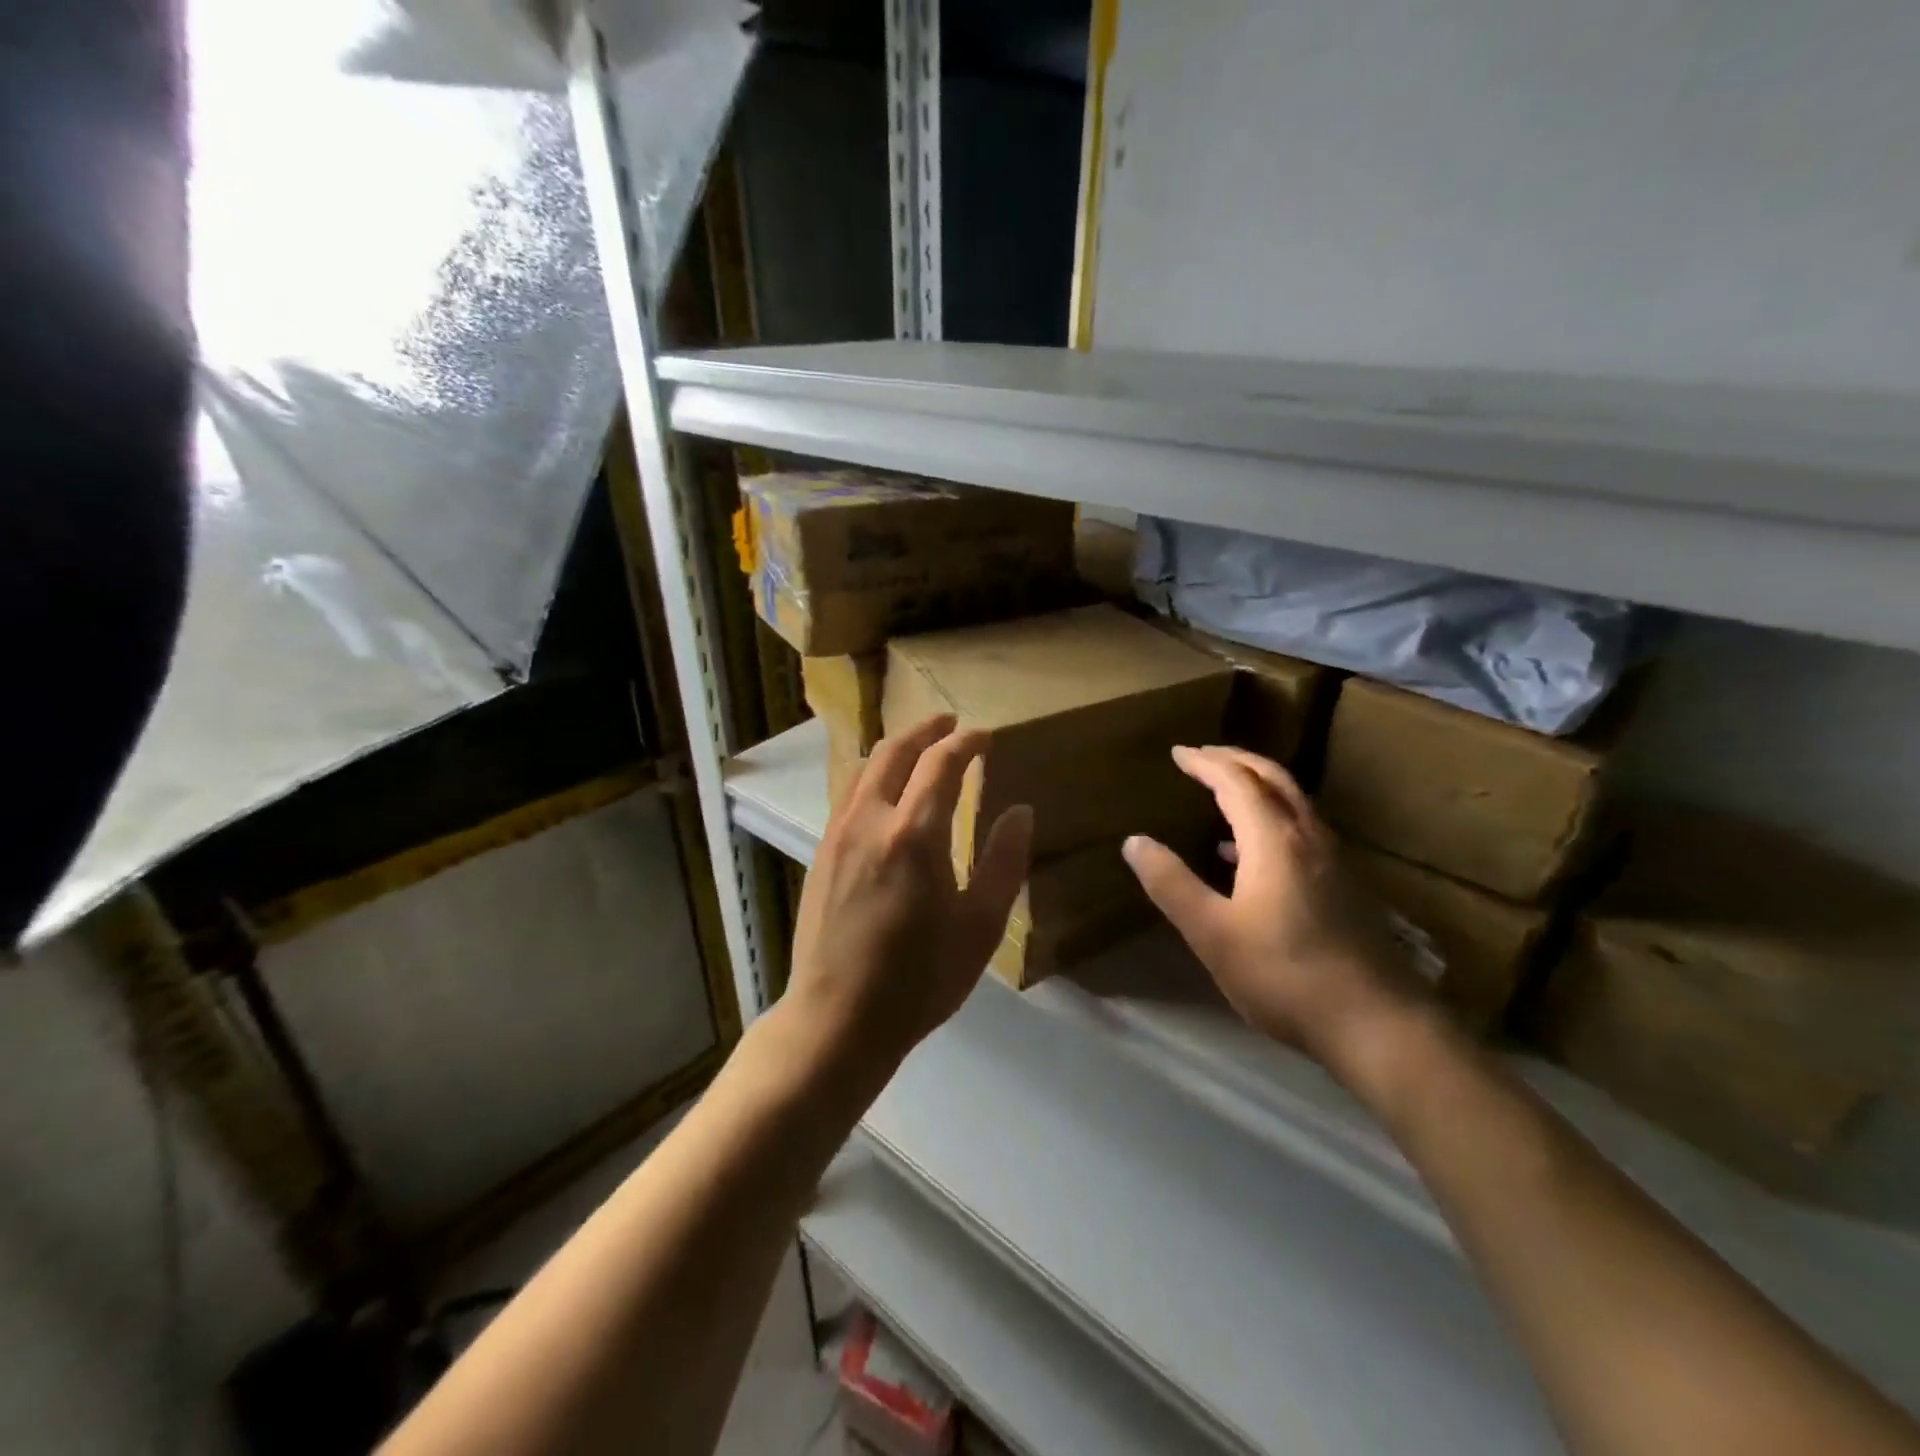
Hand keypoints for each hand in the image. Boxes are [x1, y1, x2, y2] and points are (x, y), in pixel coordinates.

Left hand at [785, 714, 1033, 1074]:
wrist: (837, 1019)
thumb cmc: (919, 979)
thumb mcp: (979, 926)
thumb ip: (1003, 862)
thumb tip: (1020, 811)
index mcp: (914, 834)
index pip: (941, 762)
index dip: (966, 742)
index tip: (986, 736)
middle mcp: (870, 820)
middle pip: (895, 751)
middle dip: (926, 730)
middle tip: (951, 723)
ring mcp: (838, 833)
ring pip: (865, 767)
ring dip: (896, 748)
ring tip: (921, 749)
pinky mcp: (821, 852)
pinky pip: (849, 793)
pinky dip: (873, 774)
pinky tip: (887, 792)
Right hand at [1121, 745, 1429, 1078]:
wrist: (1377, 1024)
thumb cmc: (1284, 975)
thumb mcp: (1212, 932)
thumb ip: (1171, 884)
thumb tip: (1134, 841)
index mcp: (1275, 840)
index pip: (1237, 781)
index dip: (1205, 762)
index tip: (1178, 753)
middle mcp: (1309, 838)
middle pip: (1273, 779)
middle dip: (1236, 760)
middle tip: (1203, 755)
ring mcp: (1333, 862)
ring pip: (1293, 803)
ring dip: (1257, 786)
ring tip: (1222, 791)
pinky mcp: (1343, 887)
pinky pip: (1301, 830)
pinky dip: (1270, 819)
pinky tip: (1247, 852)